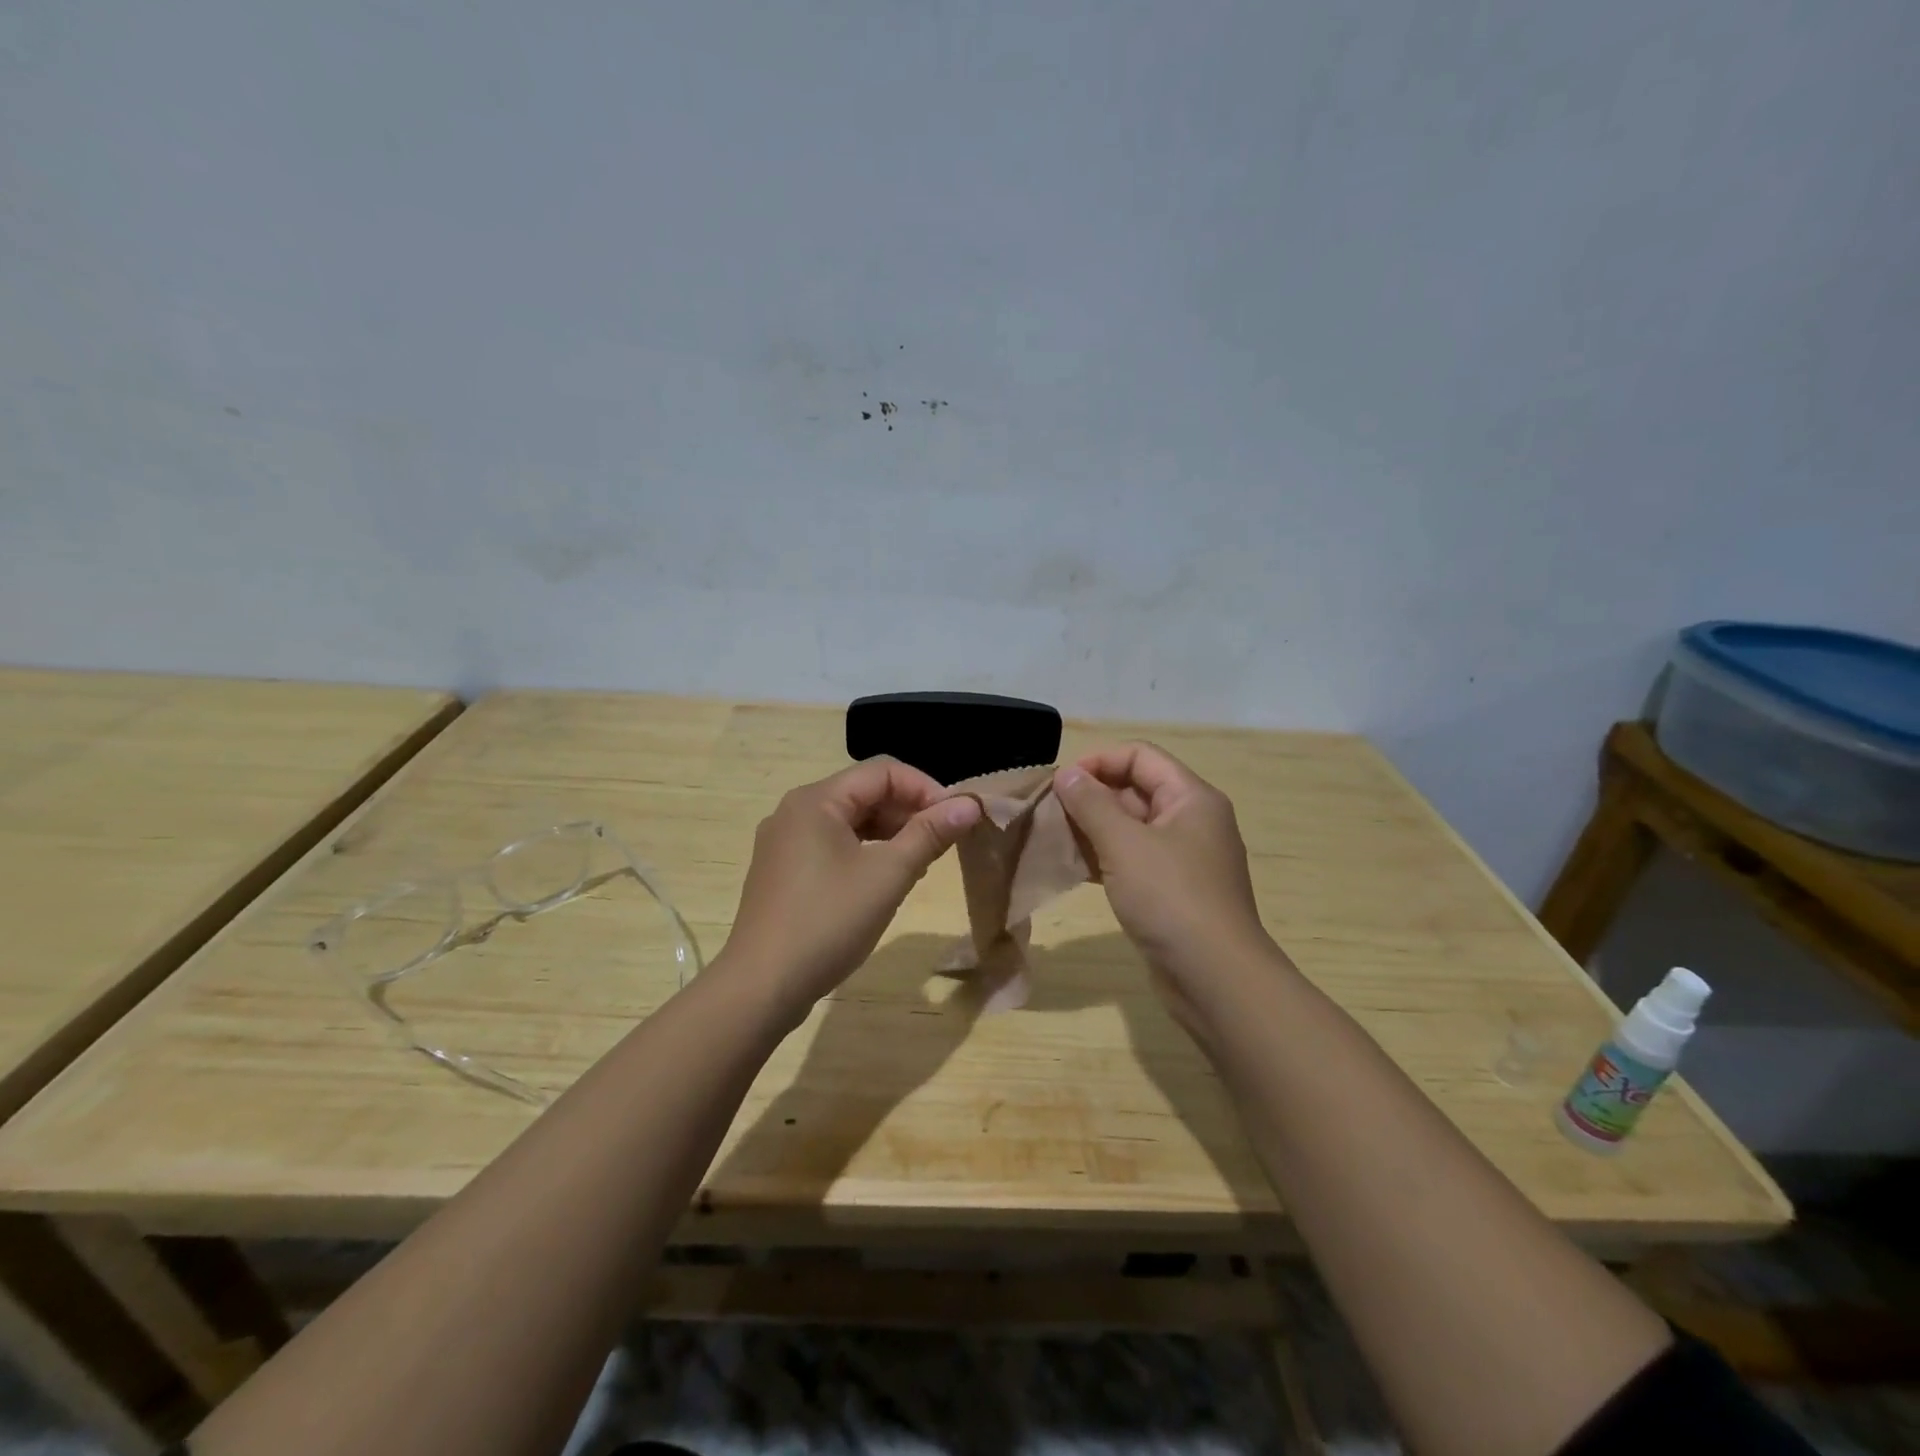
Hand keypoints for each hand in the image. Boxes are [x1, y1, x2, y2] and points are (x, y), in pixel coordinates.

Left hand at [722, 758, 981, 1018]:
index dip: (926, 788)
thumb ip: (930, 833)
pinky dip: (865, 852)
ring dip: (890, 833)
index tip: (956, 819)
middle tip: (943, 843)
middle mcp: (795, 811)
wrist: (761, 987)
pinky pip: (833, 845)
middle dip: (909, 811)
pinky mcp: (783, 871)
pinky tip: (886, 880)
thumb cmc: (828, 922)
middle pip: (864, 793)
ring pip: (850, 821)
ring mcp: (785, 842)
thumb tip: (971, 803)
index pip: (883, 771)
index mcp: (816, 800)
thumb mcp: (888, 875)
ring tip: (921, 863)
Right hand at [1053, 743, 1274, 996]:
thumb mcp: (1124, 844)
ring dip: (1093, 829)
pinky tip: (1074, 868)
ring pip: (1131, 828)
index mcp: (1191, 798)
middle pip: (1136, 790)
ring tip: (1055, 839)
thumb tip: (1067, 774)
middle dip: (1092, 797)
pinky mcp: (1173, 892)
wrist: (1215, 978)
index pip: (1141, 757)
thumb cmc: (1171, 898)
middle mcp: (1192, 821)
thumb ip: (1091, 803)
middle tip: (1050, 813)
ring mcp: (1184, 859)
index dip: (1099, 762)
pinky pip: (1133, 860)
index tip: (1061, 784)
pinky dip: (1105, 858)